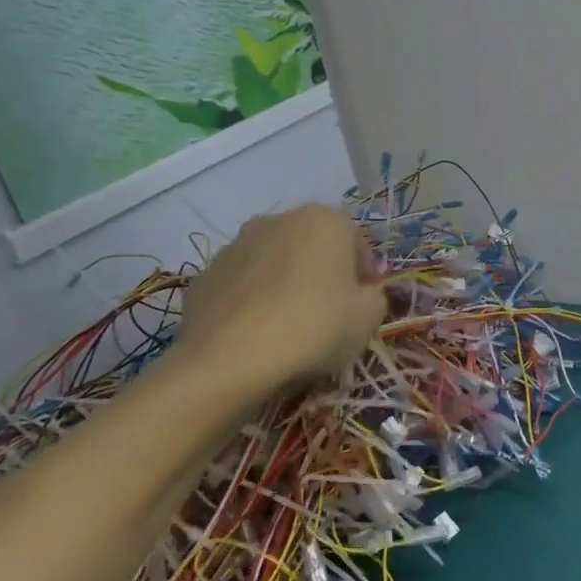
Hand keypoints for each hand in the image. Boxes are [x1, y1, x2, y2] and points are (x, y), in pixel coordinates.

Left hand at [173, 205, 387, 408]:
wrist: (228, 360)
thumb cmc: (314, 326)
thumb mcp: (368, 317)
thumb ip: (375, 296)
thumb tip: (364, 293)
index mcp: (325, 220)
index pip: (357, 241)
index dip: (365, 273)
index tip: (365, 302)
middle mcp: (280, 220)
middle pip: (313, 246)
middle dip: (324, 272)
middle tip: (330, 311)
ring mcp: (236, 244)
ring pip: (276, 262)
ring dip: (286, 283)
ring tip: (290, 325)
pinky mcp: (205, 274)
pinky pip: (243, 284)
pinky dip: (253, 300)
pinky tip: (258, 333)